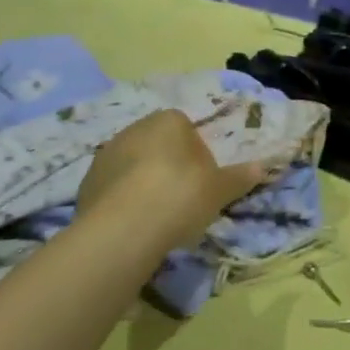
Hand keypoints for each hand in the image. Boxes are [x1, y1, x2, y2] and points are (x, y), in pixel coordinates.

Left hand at [77, 110, 270, 251]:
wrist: (124, 229)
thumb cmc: (181, 196)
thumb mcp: (219, 189)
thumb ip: (239, 177)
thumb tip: (262, 167)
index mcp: (169, 121)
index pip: (186, 129)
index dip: (196, 155)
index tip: (202, 182)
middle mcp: (134, 128)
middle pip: (158, 145)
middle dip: (169, 167)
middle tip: (182, 200)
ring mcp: (106, 155)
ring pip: (133, 166)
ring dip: (143, 183)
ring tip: (157, 217)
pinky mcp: (86, 183)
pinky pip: (113, 188)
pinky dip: (123, 201)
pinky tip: (134, 225)